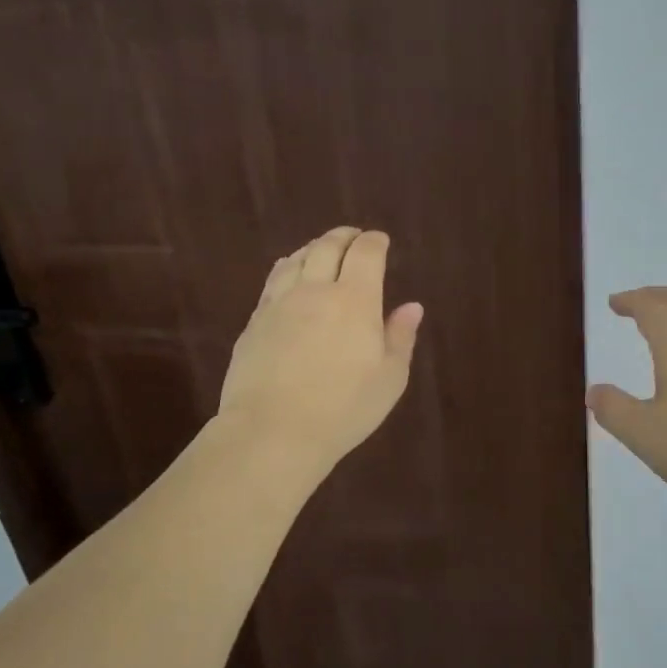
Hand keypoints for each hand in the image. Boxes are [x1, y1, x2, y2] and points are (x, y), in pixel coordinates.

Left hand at [218, 227, 423, 470]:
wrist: (272, 431)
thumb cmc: (343, 409)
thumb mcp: (389, 379)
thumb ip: (400, 337)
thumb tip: (412, 306)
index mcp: (355, 300)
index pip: (365, 253)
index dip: (374, 242)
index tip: (380, 241)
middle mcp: (315, 290)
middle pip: (327, 246)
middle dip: (344, 237)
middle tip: (353, 237)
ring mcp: (279, 303)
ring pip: (296, 259)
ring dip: (313, 248)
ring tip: (321, 251)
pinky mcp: (255, 321)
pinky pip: (273, 281)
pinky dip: (288, 268)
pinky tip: (289, 277)